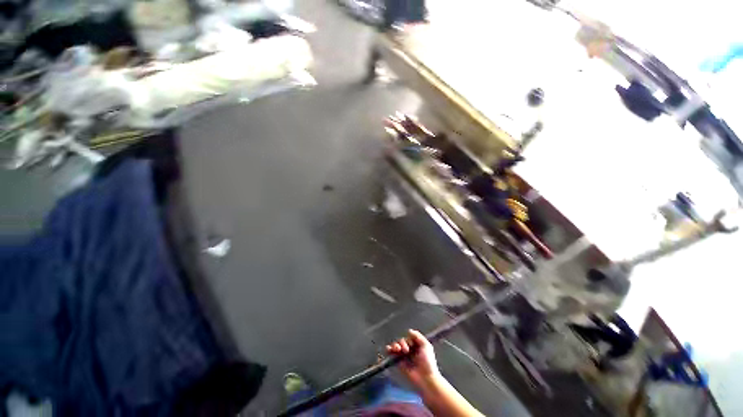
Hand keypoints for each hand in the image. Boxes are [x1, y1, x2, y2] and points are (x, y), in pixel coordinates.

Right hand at [386, 329, 440, 387]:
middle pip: (402, 340)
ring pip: (396, 346)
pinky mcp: (399, 363)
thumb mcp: (426, 345)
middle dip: (402, 343)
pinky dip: (388, 350)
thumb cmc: (428, 362)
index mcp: (416, 345)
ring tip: (398, 349)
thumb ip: (418, 336)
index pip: (409, 337)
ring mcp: (403, 356)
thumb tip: (408, 331)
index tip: (412, 344)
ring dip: (395, 345)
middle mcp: (409, 349)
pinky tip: (388, 349)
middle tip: (406, 350)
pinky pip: (391, 354)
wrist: (426, 378)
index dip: (409, 339)